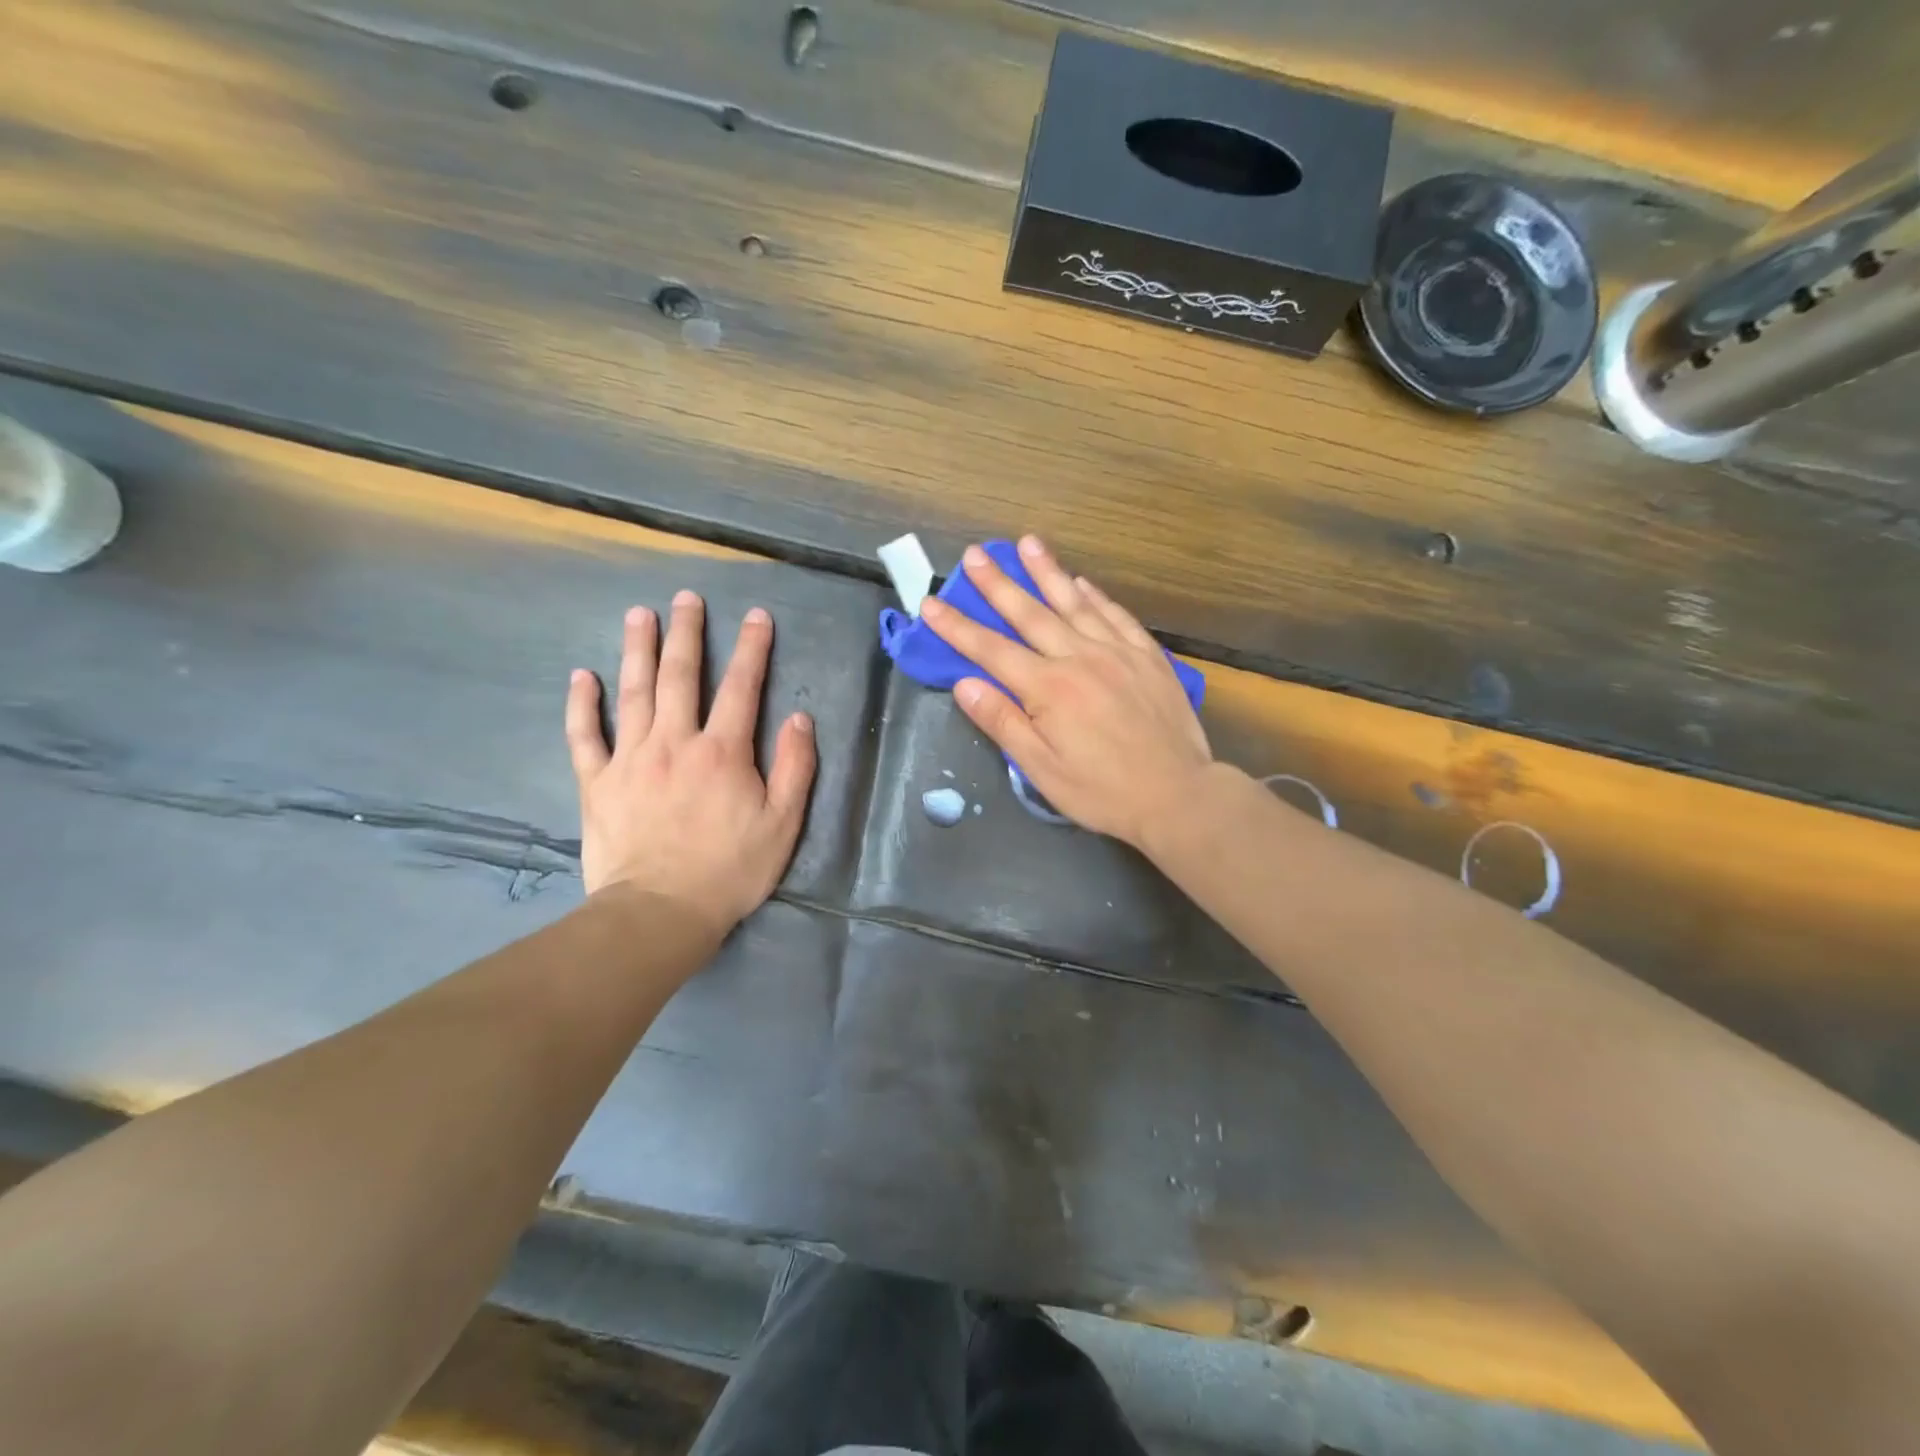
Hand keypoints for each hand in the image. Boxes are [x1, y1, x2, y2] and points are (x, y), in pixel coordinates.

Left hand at [565, 591, 815, 937]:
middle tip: (686, 598)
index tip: (757, 616)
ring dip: (637, 650)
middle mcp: (675, 742)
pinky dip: (582, 704)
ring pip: (633, 692)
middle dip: (687, 633)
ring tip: (639, 615)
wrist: (660, 912)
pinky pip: (585, 735)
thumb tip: (801, 718)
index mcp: (723, 751)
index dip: (752, 648)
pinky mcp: (597, 782)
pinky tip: (582, 676)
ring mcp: (631, 759)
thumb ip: (795, 767)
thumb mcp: (783, 823)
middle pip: (681, 676)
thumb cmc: (730, 870)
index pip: (742, 687)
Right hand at [921, 536, 1211, 848]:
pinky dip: (1096, 596)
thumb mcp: (1041, 770)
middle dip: (998, 583)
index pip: (991, 650)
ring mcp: (1118, 652)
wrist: (1178, 795)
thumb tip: (964, 684)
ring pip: (1075, 603)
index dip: (957, 626)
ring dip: (1047, 572)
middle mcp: (1080, 658)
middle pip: (1030, 613)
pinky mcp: (1148, 657)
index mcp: (1048, 689)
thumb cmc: (1102, 791)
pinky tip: (1083, 582)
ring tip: (1027, 543)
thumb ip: (1003, 722)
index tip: (931, 603)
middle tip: (975, 554)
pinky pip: (1117, 616)